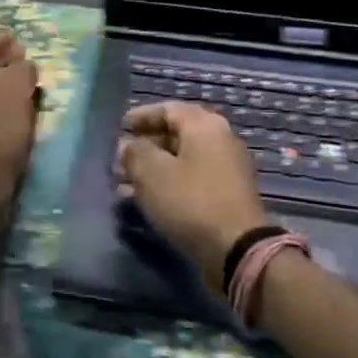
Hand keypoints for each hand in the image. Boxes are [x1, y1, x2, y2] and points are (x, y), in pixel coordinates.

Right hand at [117, 102, 269, 289]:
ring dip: (155, 168)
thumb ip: (135, 152)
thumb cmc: (191, 202)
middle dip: (146, 145)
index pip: (168, 109)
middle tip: (121, 159)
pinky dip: (170, 184)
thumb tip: (128, 145)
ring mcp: (228, 168)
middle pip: (177, 134)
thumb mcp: (152, 173)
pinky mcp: (228, 195)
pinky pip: (193, 180)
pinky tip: (147, 201)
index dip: (142, 116)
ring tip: (126, 183)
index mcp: (204, 125)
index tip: (121, 127)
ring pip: (183, 160)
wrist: (237, 249)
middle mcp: (221, 139)